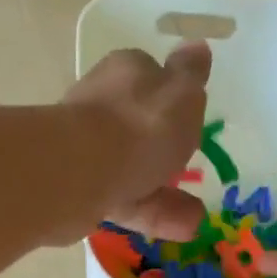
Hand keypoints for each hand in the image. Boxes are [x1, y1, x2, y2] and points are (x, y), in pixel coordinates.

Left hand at [59, 42, 208, 241]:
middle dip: (166, 152)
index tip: (190, 120)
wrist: (79, 172)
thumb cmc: (140, 126)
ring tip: (194, 217)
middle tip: (190, 170)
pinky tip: (182, 230)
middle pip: (138, 127)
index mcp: (125, 73)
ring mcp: (87, 150)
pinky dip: (153, 214)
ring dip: (165, 193)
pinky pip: (125, 201)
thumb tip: (197, 47)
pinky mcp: (80, 189)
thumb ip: (191, 74)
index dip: (171, 98)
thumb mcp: (182, 93)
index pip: (150, 77)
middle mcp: (101, 106)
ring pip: (132, 170)